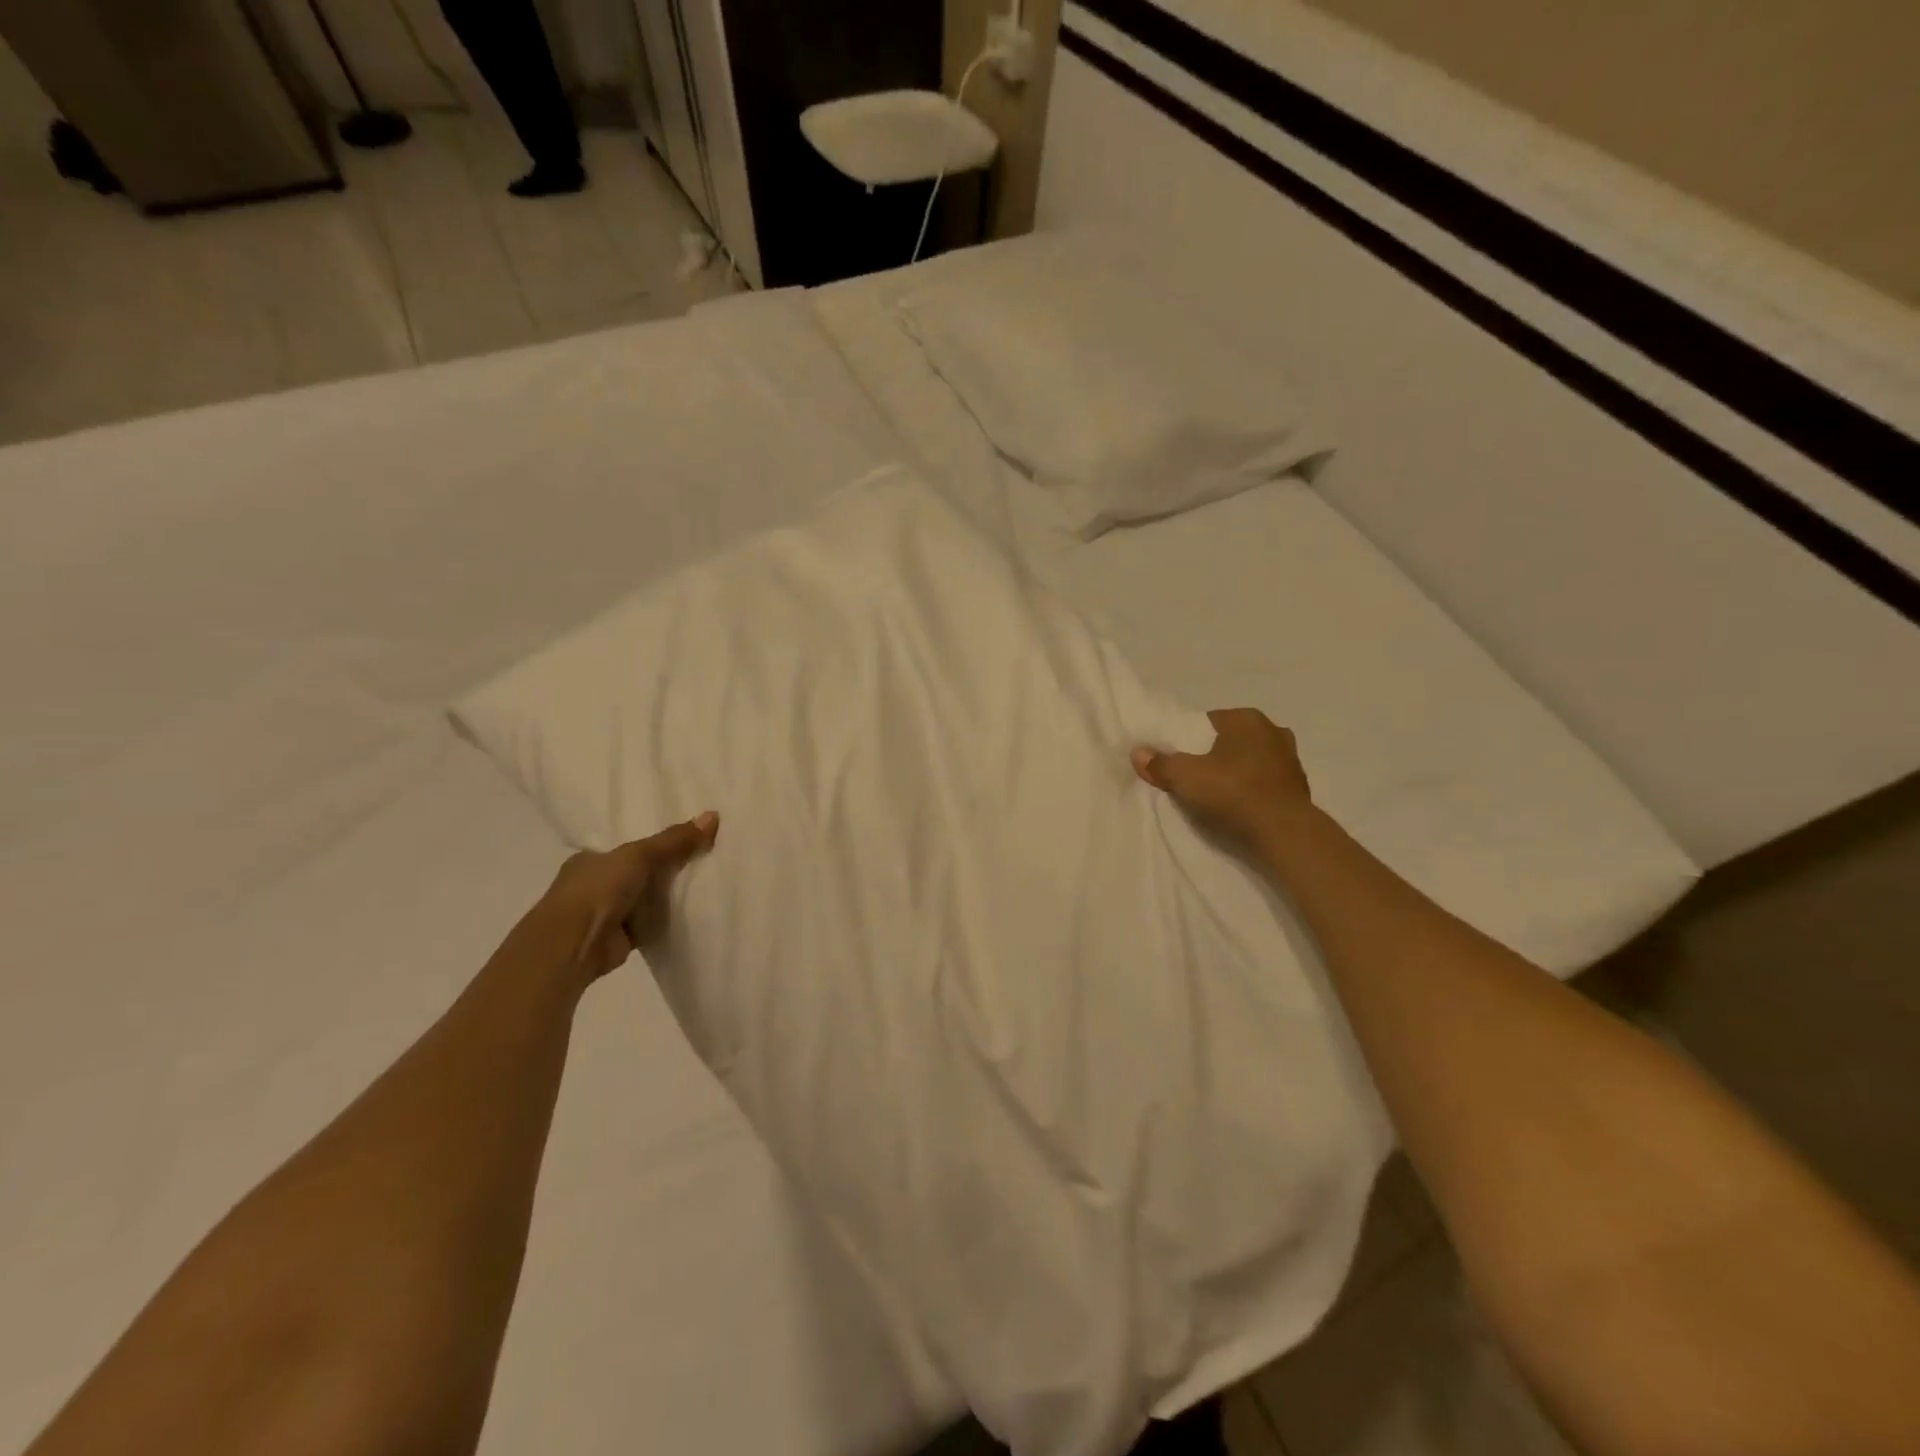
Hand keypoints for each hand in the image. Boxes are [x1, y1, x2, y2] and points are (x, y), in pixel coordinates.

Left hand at [538, 812, 719, 981]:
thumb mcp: (639, 855)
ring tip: (709, 880)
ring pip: (647, 897)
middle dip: (667, 867)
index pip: (628, 845)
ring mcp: (608, 912)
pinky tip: (695, 911)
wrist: (574, 945)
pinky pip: (652, 922)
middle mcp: (596, 884)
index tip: (687, 837)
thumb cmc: (598, 890)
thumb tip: (713, 815)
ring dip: (668, 895)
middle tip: (706, 856)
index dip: (656, 841)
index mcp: (591, 859)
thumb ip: (674, 840)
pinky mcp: (622, 937)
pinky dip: (669, 918)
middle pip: (640, 871)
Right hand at [1132, 709, 1310, 846]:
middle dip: (1214, 755)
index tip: (1178, 759)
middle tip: (1194, 776)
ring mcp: (1290, 759)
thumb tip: (1138, 753)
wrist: (1283, 832)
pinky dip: (1253, 790)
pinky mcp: (1299, 786)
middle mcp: (1273, 731)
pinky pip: (1266, 782)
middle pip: (1231, 740)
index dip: (1189, 740)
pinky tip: (1238, 806)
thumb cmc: (1233, 792)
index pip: (1208, 722)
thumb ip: (1160, 763)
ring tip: (1216, 793)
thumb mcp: (1185, 777)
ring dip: (1236, 772)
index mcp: (1246, 719)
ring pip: (1251, 760)